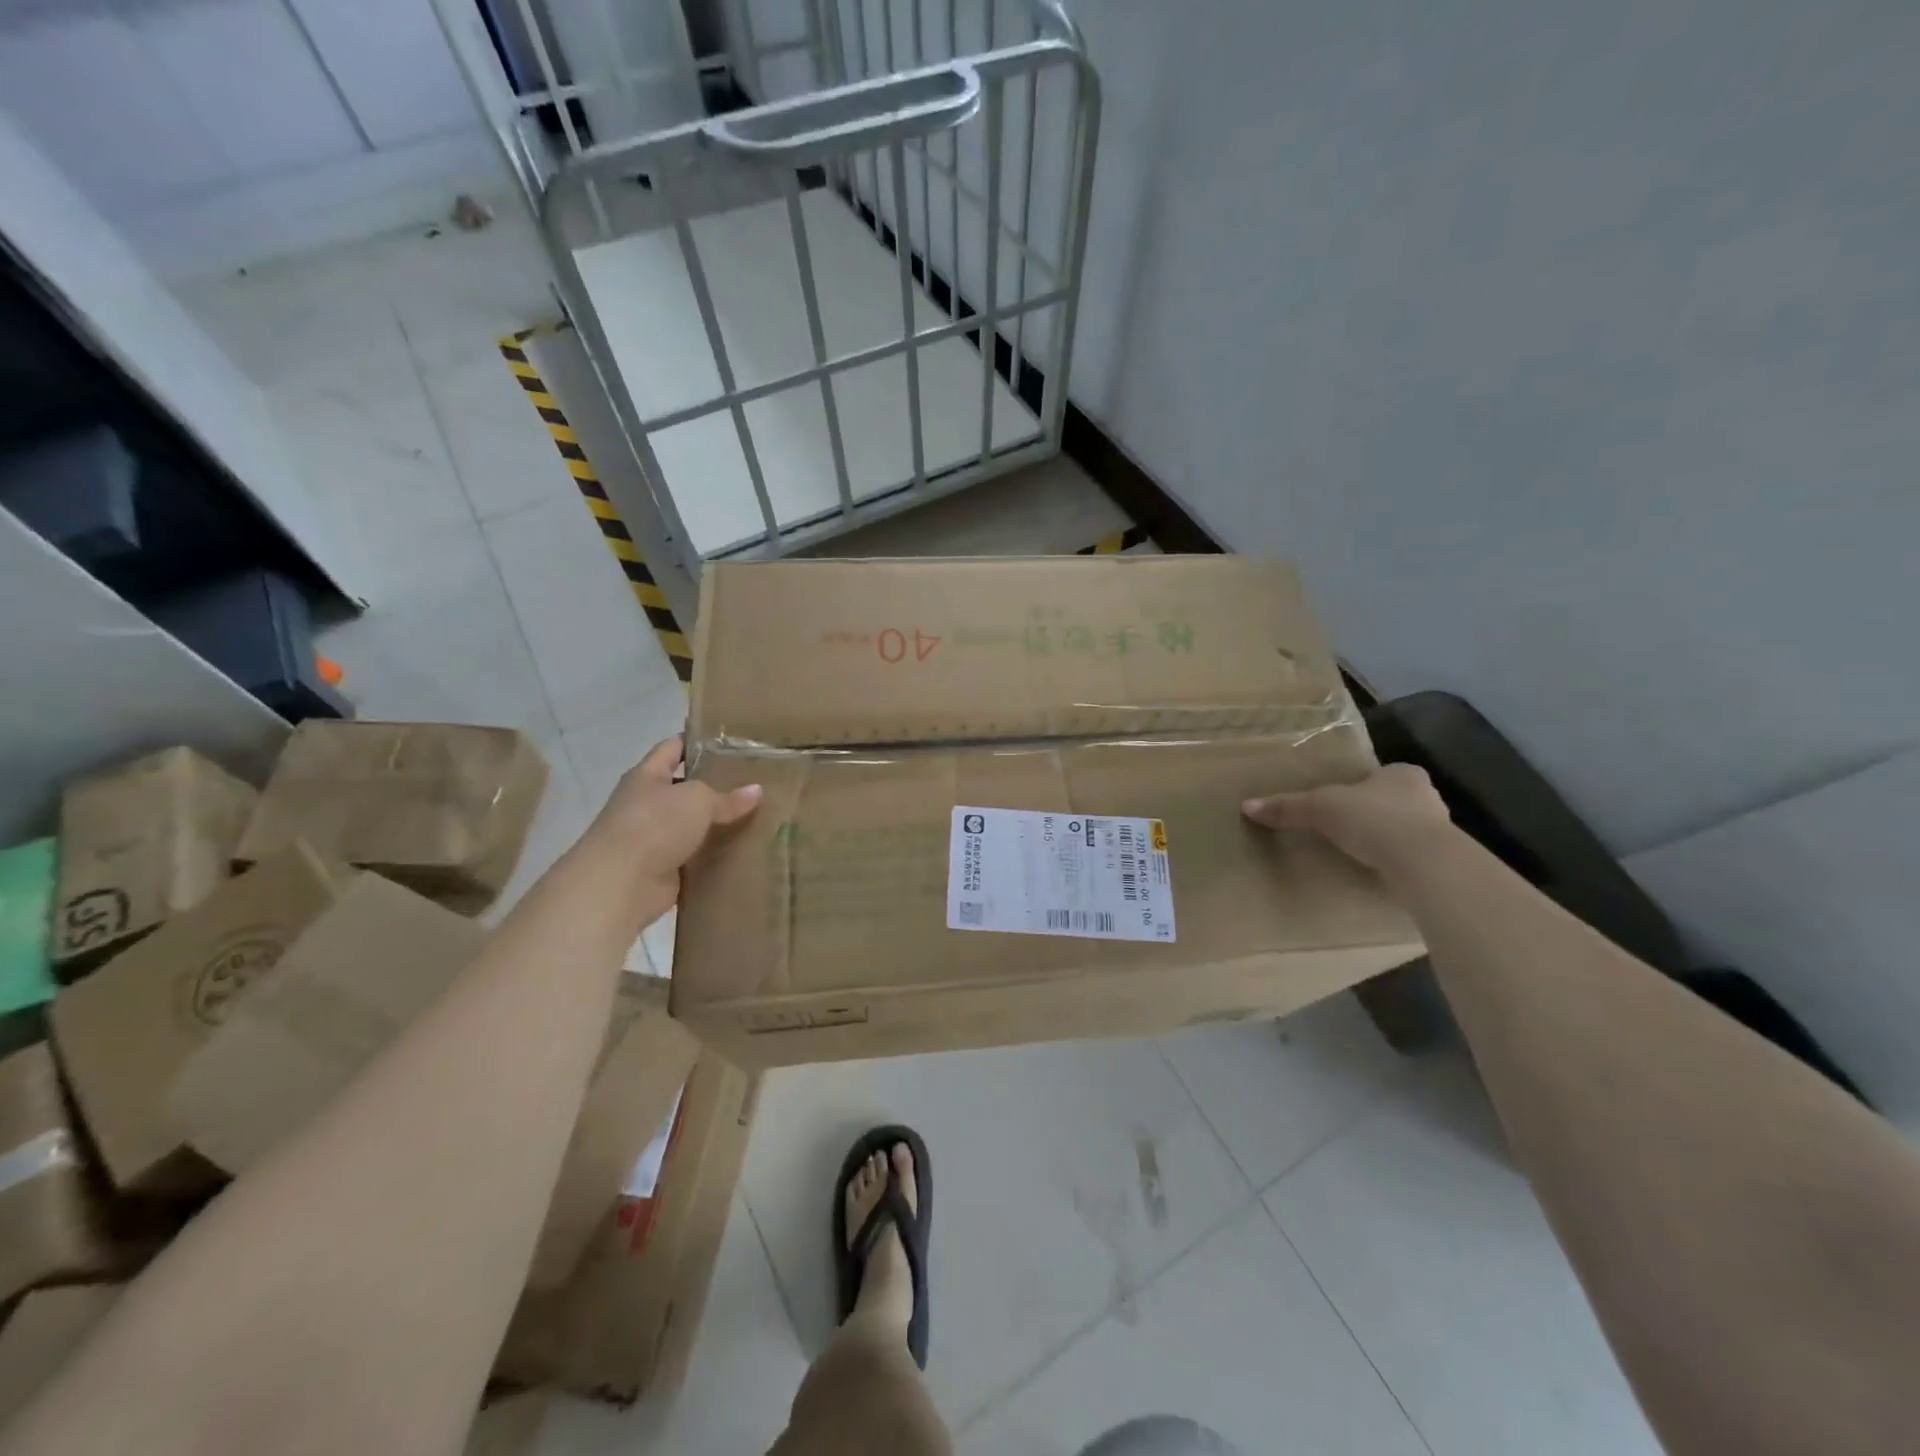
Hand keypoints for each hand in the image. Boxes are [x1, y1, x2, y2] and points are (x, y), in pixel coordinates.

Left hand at [577, 737, 761, 928]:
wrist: (620, 884)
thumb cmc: (654, 825)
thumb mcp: (697, 800)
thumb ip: (727, 796)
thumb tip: (757, 791)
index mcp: (647, 775)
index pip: (673, 748)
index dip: (698, 741)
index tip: (732, 742)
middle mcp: (647, 803)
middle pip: (686, 788)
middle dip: (716, 786)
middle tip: (755, 782)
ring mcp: (654, 837)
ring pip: (693, 824)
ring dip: (718, 824)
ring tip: (758, 816)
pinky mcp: (664, 867)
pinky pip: (696, 855)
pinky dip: (715, 854)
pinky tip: (744, 849)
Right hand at [1242, 763, 1450, 872]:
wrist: (1424, 862)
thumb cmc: (1373, 819)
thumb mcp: (1320, 808)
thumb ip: (1288, 806)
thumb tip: (1247, 806)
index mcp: (1403, 774)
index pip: (1381, 775)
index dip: (1361, 786)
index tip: (1343, 802)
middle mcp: (1427, 796)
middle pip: (1395, 801)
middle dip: (1375, 813)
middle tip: (1346, 827)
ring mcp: (1441, 831)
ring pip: (1407, 830)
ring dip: (1388, 840)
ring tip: (1359, 853)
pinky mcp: (1442, 861)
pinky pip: (1413, 858)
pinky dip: (1396, 863)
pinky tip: (1378, 872)